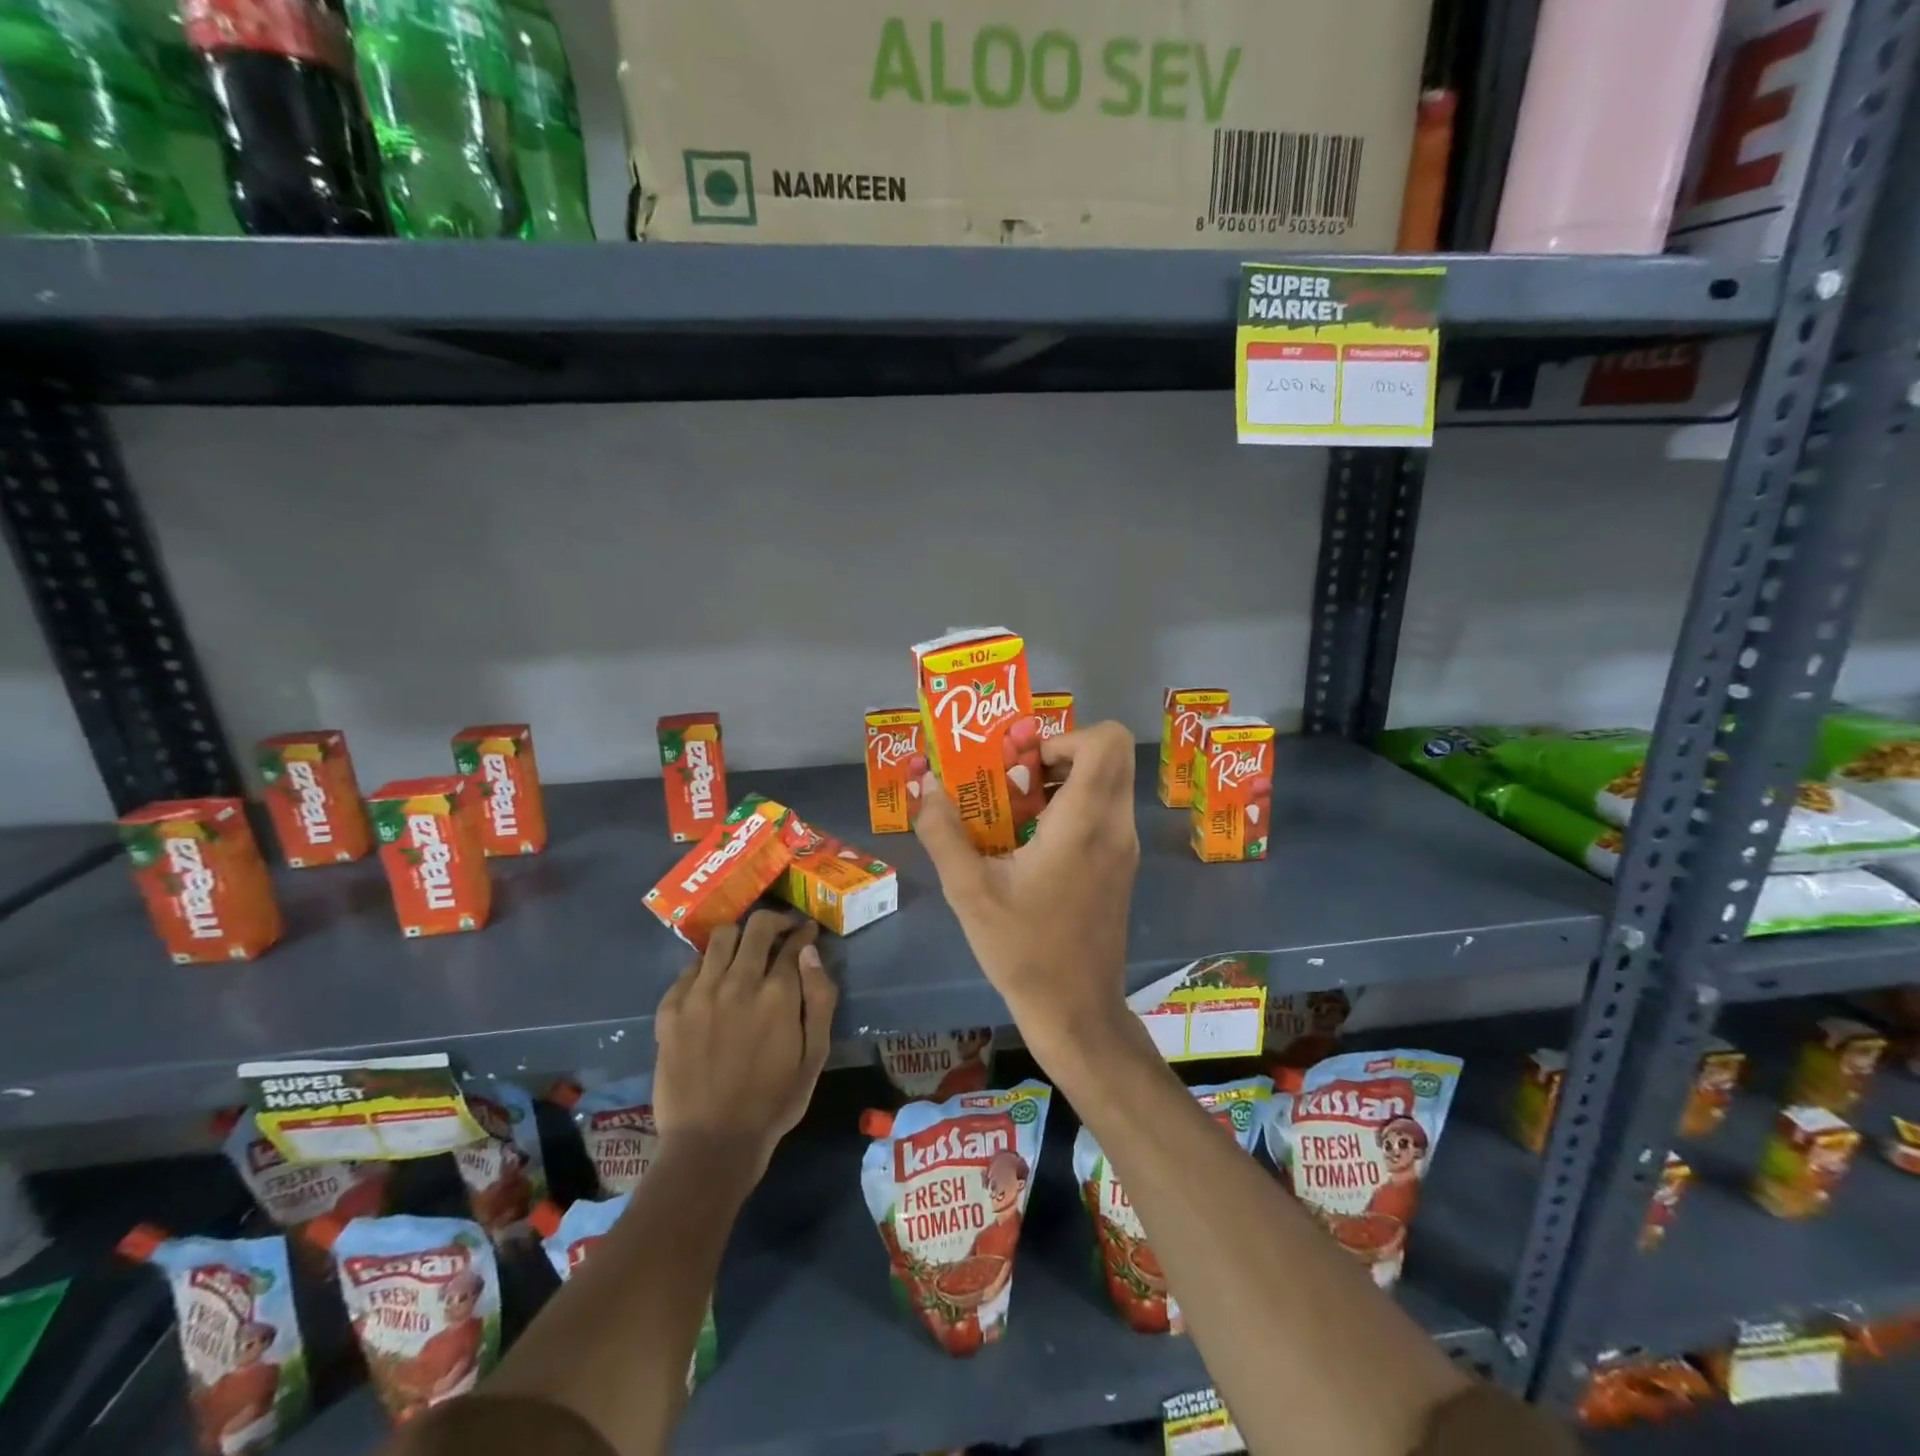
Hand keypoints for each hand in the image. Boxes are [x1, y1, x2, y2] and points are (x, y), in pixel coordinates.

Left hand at [653, 910, 836, 1173]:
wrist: (711, 1143)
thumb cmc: (773, 1102)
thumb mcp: (815, 1055)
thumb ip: (819, 999)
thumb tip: (811, 953)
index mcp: (777, 994)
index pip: (793, 942)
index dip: (803, 932)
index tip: (807, 932)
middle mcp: (738, 982)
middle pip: (756, 928)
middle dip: (774, 922)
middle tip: (780, 931)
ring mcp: (699, 994)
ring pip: (719, 938)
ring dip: (738, 936)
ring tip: (745, 950)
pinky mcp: (670, 1010)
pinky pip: (689, 968)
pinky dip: (706, 965)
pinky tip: (713, 981)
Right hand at [912, 721, 1139, 1061]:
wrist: (1076, 1011)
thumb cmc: (1023, 949)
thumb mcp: (969, 891)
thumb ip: (943, 832)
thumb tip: (924, 784)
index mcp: (1085, 822)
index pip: (1107, 741)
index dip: (1065, 737)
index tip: (1024, 765)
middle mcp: (1115, 826)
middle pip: (1111, 756)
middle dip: (1061, 755)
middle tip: (1016, 781)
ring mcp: (1123, 849)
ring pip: (1108, 785)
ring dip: (1064, 783)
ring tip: (1016, 813)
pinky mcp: (1121, 868)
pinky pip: (1104, 813)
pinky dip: (1073, 809)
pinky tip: (1031, 846)